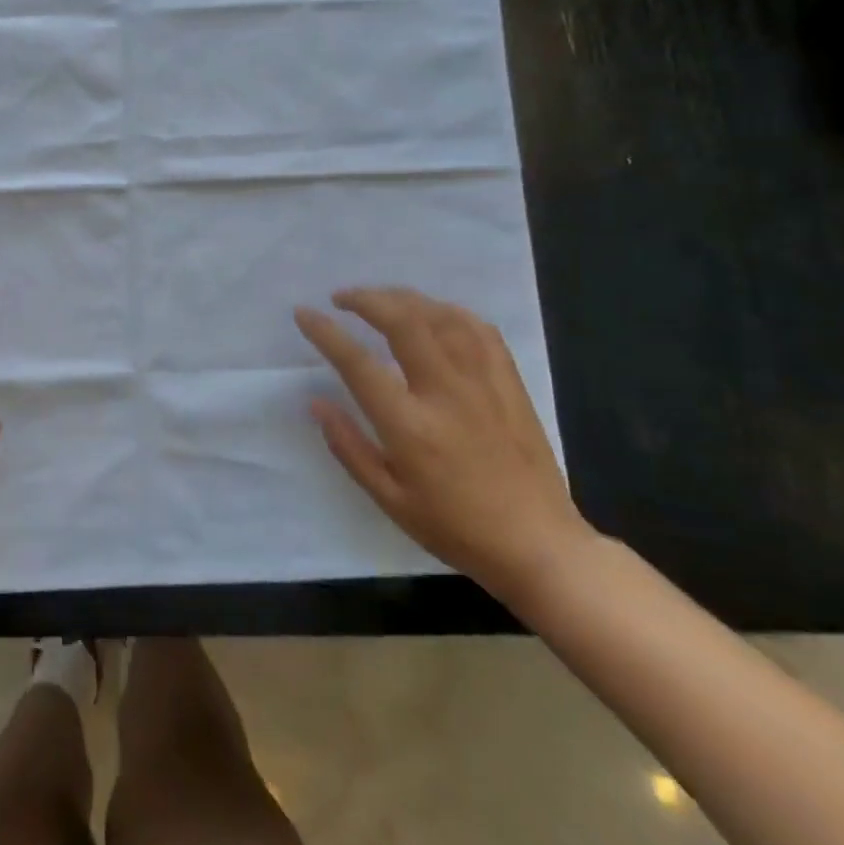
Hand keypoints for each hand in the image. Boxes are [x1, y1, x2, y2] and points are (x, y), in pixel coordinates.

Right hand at [295, 287, 591, 602]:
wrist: (539, 546)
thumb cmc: (456, 529)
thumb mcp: (389, 500)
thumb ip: (349, 447)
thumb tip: (316, 402)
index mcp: (411, 426)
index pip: (358, 363)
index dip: (326, 333)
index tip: (304, 314)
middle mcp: (446, 393)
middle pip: (404, 322)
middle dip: (366, 299)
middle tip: (341, 298)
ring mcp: (483, 384)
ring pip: (442, 317)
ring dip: (405, 298)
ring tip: (381, 300)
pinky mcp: (510, 384)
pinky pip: (480, 330)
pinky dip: (450, 312)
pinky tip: (434, 314)